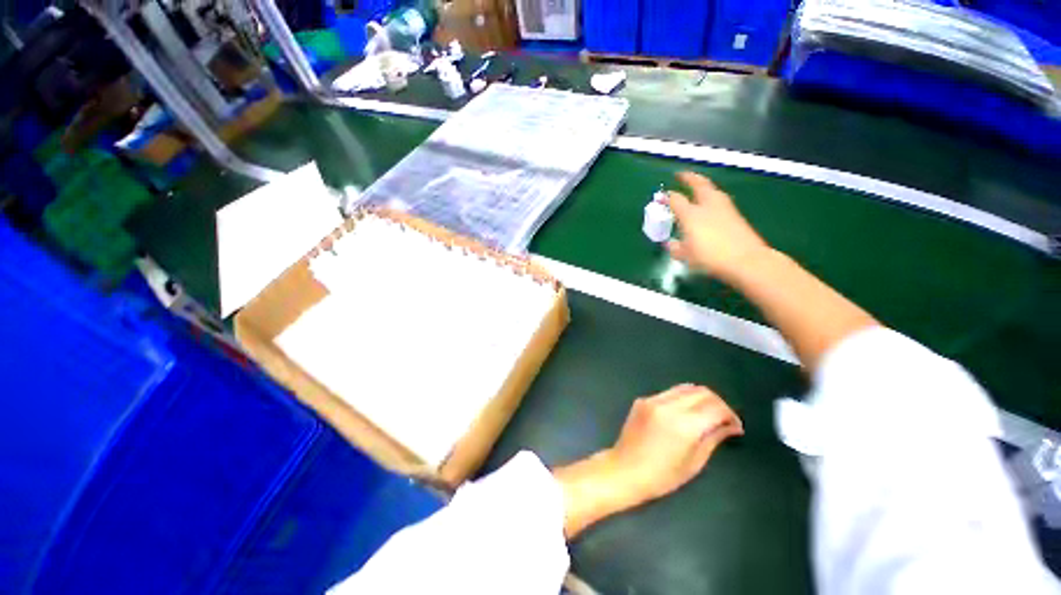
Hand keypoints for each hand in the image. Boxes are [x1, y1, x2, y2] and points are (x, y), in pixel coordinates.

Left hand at [607, 384, 743, 501]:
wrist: (624, 470)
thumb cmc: (662, 476)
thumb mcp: (694, 462)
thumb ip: (713, 438)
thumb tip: (731, 426)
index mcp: (684, 424)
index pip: (716, 407)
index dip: (730, 415)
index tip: (735, 427)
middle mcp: (668, 405)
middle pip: (702, 391)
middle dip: (717, 403)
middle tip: (723, 420)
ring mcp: (653, 400)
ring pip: (685, 388)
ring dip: (700, 398)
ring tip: (706, 415)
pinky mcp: (642, 400)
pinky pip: (668, 393)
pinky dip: (682, 399)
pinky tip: (683, 414)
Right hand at [666, 172, 769, 282]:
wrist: (745, 260)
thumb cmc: (710, 257)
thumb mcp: (686, 256)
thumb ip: (676, 248)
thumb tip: (671, 244)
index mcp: (690, 214)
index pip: (676, 200)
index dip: (667, 197)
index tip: (662, 197)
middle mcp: (707, 206)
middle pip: (698, 185)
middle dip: (688, 178)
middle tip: (681, 175)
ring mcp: (724, 208)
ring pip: (712, 190)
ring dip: (703, 186)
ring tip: (697, 187)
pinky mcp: (735, 215)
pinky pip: (719, 200)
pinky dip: (711, 197)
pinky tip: (709, 204)